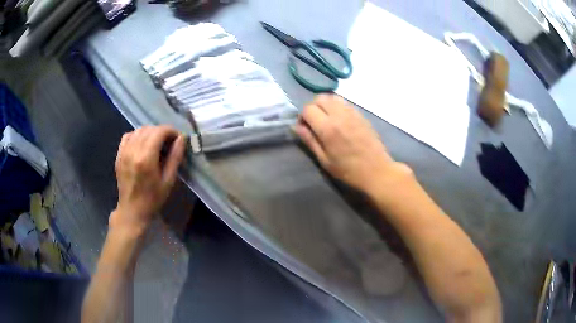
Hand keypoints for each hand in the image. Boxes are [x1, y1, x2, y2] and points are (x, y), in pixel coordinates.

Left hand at [111, 126, 185, 234]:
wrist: (132, 210)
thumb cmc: (153, 198)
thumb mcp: (168, 180)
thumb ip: (175, 157)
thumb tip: (181, 138)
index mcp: (146, 158)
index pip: (159, 131)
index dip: (171, 131)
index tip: (177, 138)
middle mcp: (133, 151)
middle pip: (149, 129)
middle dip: (161, 131)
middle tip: (168, 142)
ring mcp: (124, 152)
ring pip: (138, 130)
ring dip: (150, 132)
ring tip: (156, 143)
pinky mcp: (119, 155)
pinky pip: (127, 136)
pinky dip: (136, 135)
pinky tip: (142, 144)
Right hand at [294, 95, 409, 193]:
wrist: (377, 171)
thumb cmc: (349, 171)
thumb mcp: (325, 160)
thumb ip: (310, 140)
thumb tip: (296, 127)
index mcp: (328, 128)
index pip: (308, 109)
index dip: (302, 117)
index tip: (304, 127)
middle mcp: (339, 115)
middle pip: (320, 98)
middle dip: (312, 107)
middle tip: (314, 122)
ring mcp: (352, 113)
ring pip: (333, 97)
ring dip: (325, 105)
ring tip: (326, 119)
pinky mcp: (361, 114)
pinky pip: (344, 103)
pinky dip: (337, 106)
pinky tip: (339, 120)